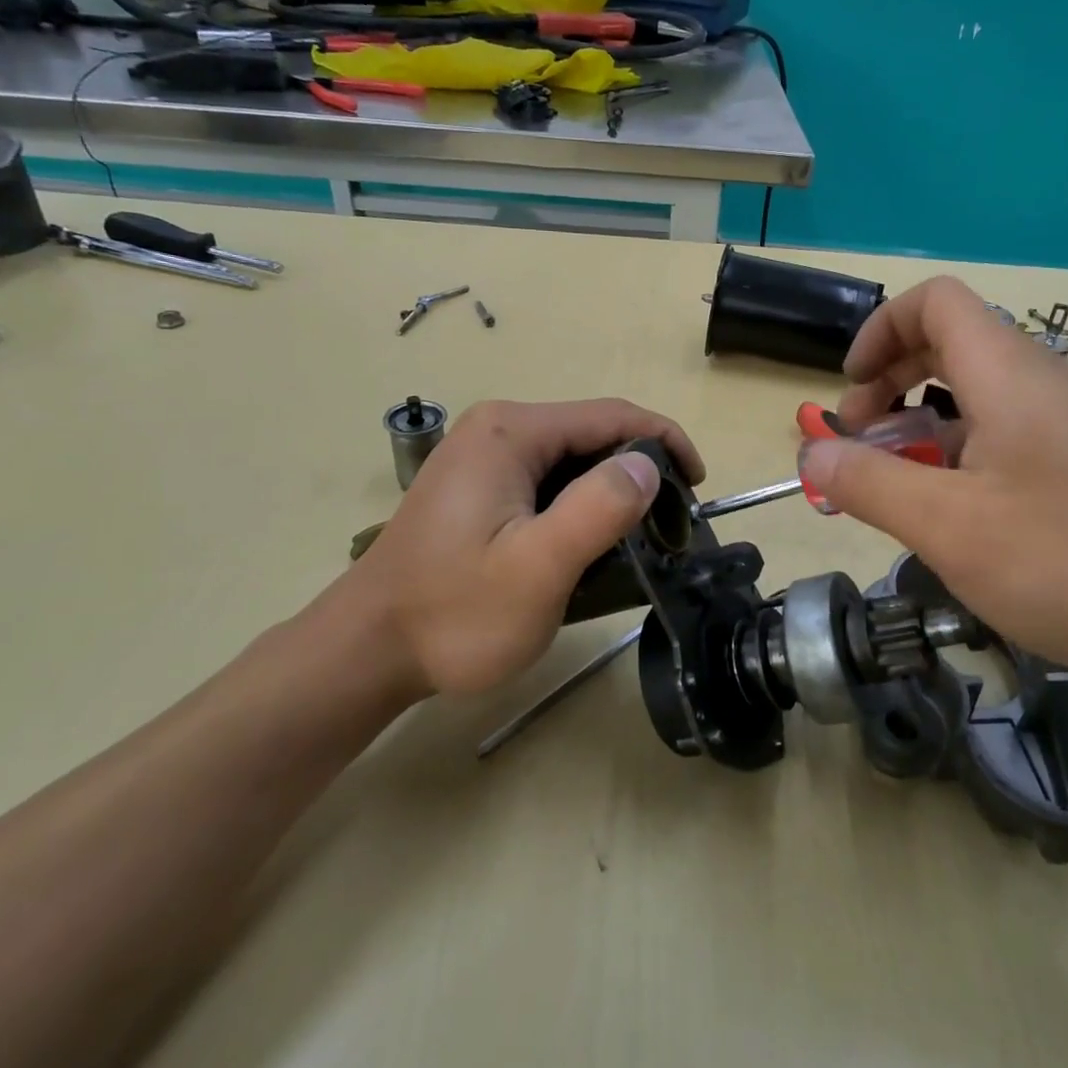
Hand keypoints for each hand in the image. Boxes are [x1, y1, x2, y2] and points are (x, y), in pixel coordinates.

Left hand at [339, 399, 702, 699]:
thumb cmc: (454, 613)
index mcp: (511, 433)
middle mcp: (496, 430)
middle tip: (669, 527)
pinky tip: (589, 544)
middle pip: (592, 434)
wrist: (367, 651)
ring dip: (611, 492)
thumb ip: (597, 509)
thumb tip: (648, 464)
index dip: (665, 442)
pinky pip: (547, 481)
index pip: (612, 416)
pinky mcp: (478, 487)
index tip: (699, 485)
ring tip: (638, 541)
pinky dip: (580, 505)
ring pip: (572, 460)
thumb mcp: (537, 568)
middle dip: (640, 472)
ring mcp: (483, 457)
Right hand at [796, 277, 1067, 675]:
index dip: (879, 331)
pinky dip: (970, 457)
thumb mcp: (954, 529)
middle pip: (952, 345)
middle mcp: (1043, 383)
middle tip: (865, 445)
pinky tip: (971, 521)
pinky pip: (1015, 435)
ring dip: (928, 430)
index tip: (850, 391)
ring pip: (982, 398)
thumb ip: (871, 486)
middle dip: (891, 384)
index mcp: (1006, 376)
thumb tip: (812, 452)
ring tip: (907, 493)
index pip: (934, 302)